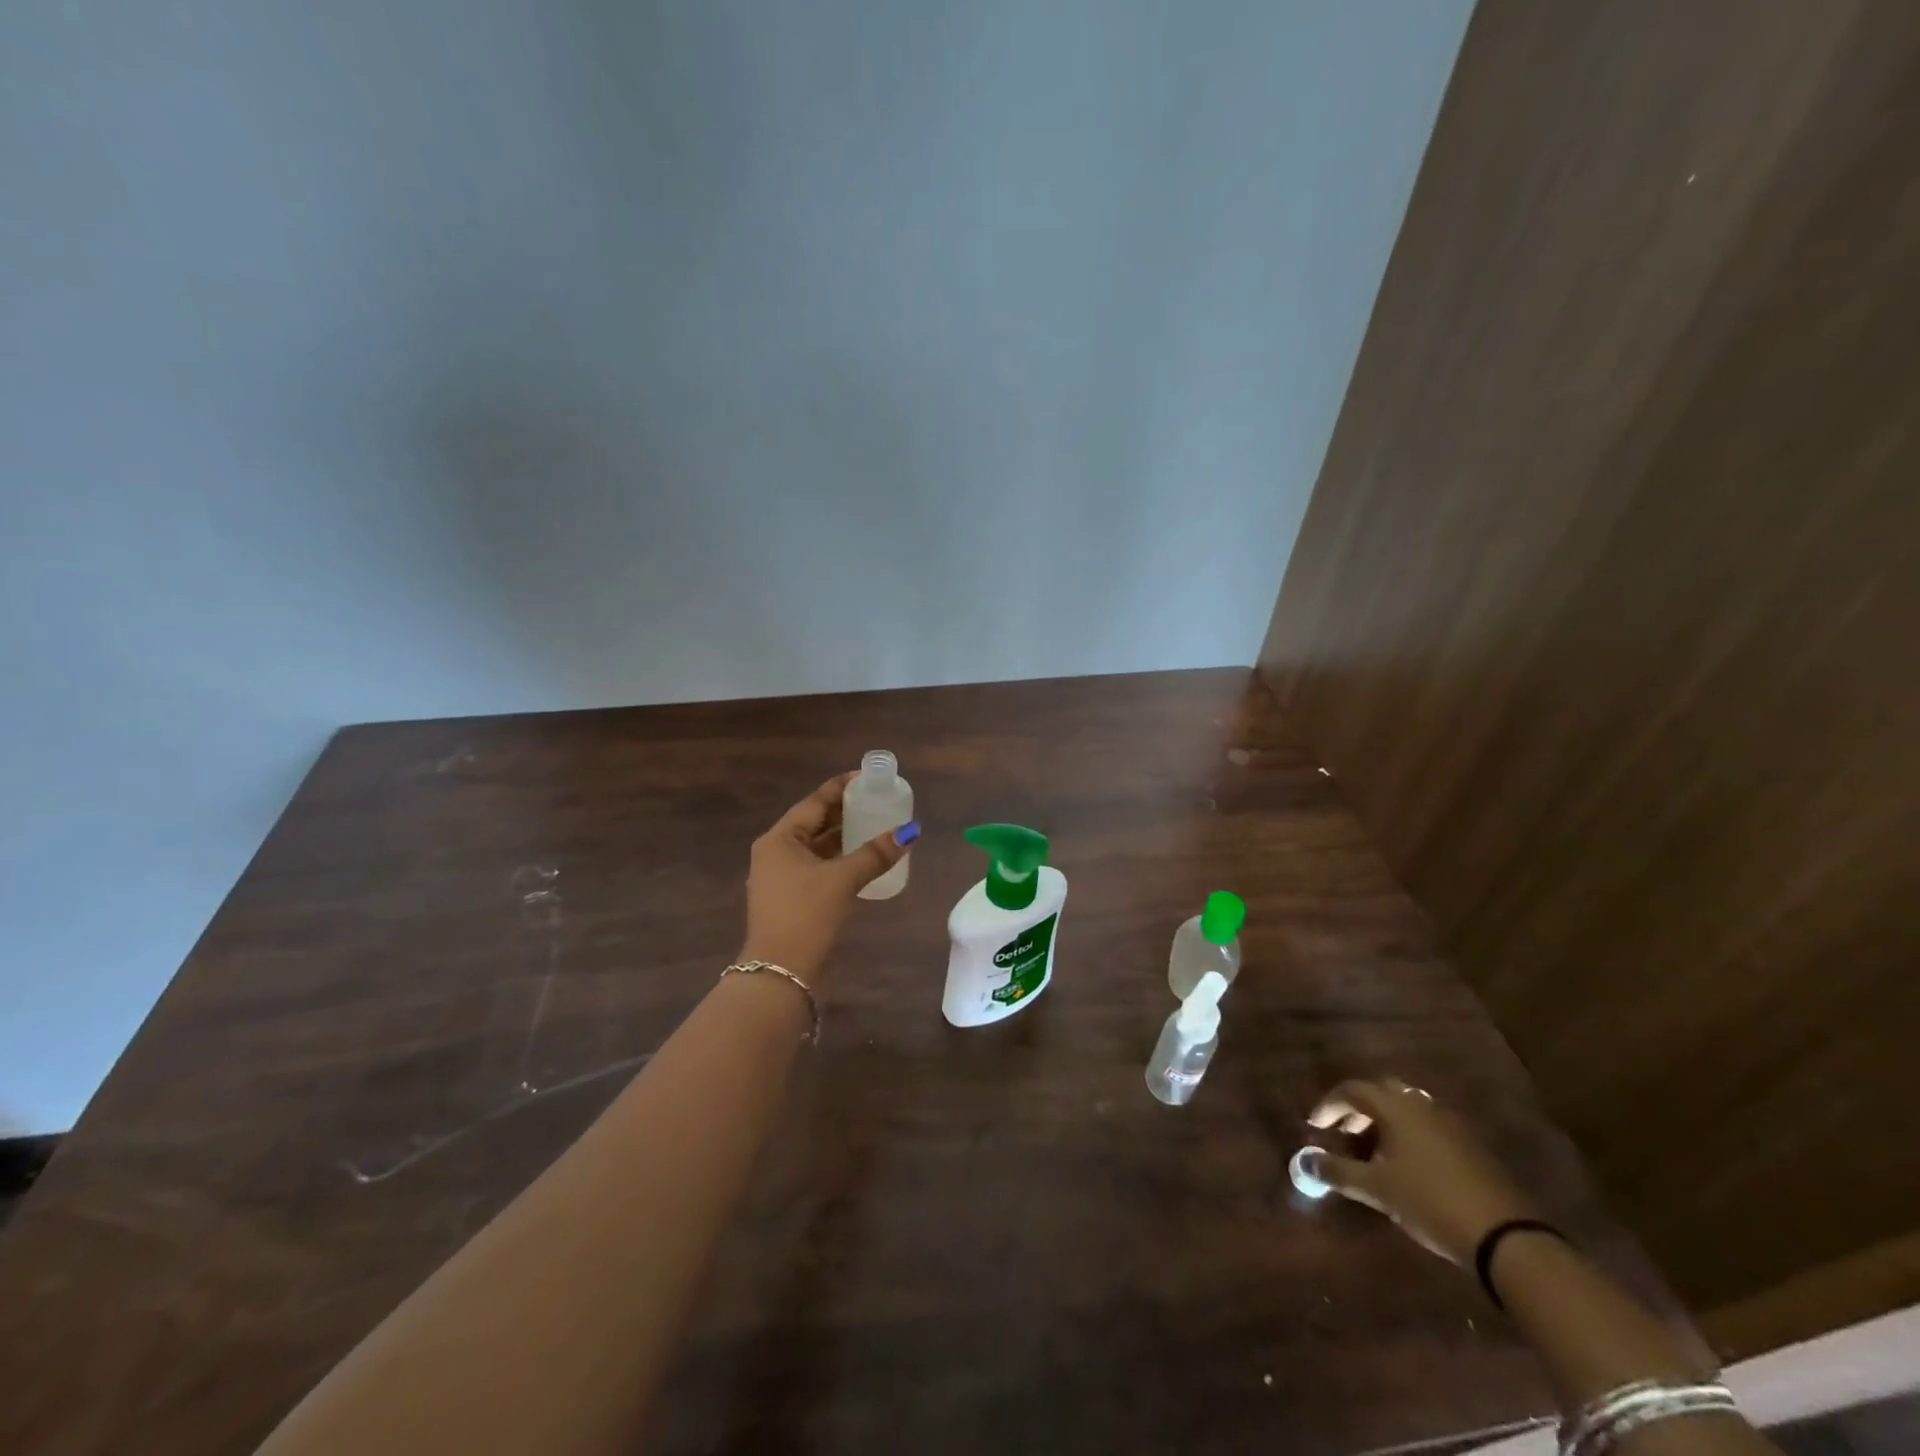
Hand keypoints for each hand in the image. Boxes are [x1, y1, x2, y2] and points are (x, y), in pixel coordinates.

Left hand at [740, 773, 918, 984]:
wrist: (780, 975)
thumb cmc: (806, 916)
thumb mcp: (842, 880)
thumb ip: (875, 854)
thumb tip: (909, 831)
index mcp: (779, 840)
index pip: (814, 802)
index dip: (841, 788)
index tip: (868, 778)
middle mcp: (776, 853)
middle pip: (814, 823)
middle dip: (845, 812)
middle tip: (877, 800)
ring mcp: (782, 878)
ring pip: (817, 847)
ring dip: (844, 837)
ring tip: (876, 825)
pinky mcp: (792, 899)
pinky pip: (818, 867)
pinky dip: (840, 859)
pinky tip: (864, 860)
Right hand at [1305, 1077, 1540, 1266]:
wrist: (1506, 1237)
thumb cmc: (1430, 1202)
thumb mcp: (1377, 1188)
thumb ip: (1337, 1171)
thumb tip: (1304, 1163)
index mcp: (1396, 1106)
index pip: (1352, 1090)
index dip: (1328, 1105)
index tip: (1315, 1127)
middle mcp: (1421, 1105)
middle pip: (1380, 1093)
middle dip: (1357, 1110)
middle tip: (1343, 1135)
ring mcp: (1450, 1124)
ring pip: (1406, 1110)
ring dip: (1383, 1123)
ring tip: (1371, 1153)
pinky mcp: (1469, 1146)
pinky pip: (1426, 1127)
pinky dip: (1407, 1136)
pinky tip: (1405, 1167)